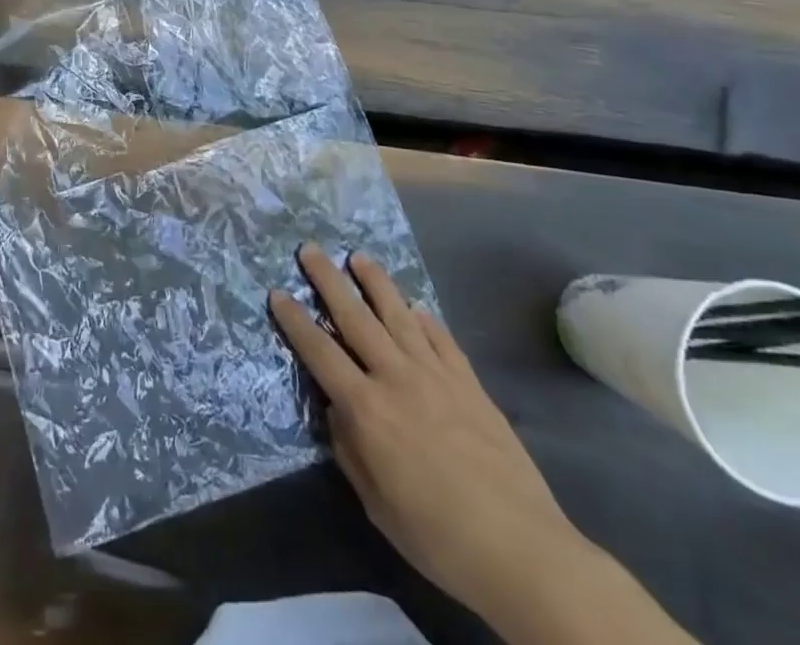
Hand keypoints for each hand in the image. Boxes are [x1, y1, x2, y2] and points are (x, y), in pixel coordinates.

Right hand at [270, 247, 588, 620]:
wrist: (521, 550)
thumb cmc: (438, 537)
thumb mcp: (377, 504)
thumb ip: (350, 449)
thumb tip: (338, 410)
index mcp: (367, 408)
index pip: (320, 351)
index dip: (295, 320)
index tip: (278, 292)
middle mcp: (396, 378)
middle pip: (355, 317)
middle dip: (328, 280)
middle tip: (310, 249)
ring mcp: (436, 375)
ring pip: (398, 314)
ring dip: (375, 282)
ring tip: (358, 257)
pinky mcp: (470, 383)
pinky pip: (441, 338)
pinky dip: (424, 319)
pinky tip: (415, 307)